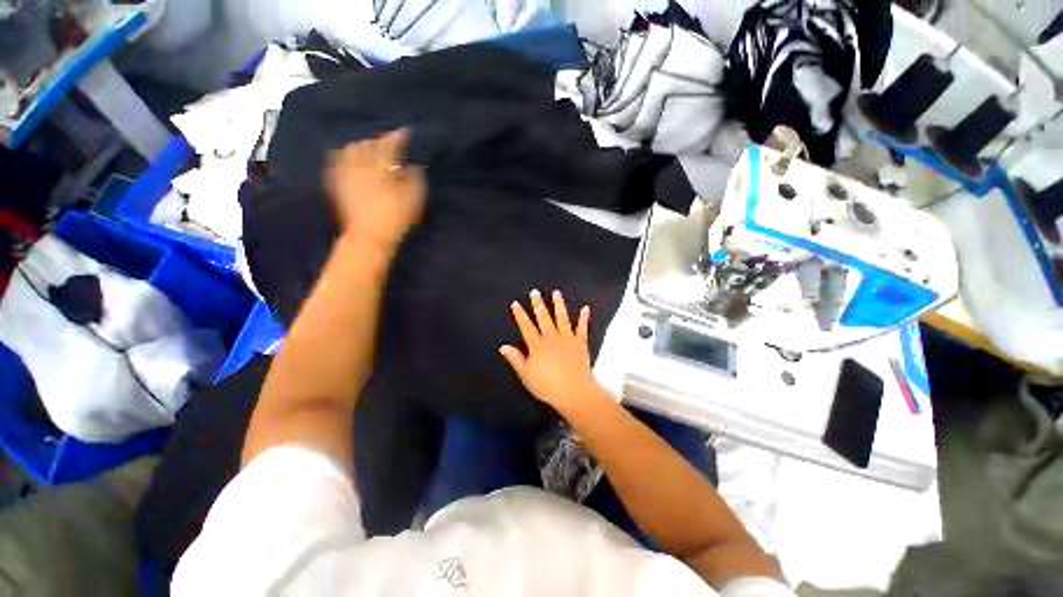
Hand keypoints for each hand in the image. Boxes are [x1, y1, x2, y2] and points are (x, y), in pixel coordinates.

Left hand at [326, 130, 425, 250]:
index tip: (406, 132)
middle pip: (369, 144)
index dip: (398, 137)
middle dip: (380, 141)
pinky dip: (344, 154)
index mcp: (381, 167)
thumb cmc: (396, 217)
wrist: (370, 235)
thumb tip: (412, 165)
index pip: (389, 145)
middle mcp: (361, 164)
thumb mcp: (414, 199)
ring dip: (362, 145)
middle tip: (389, 143)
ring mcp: (347, 173)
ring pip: (351, 149)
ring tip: (369, 148)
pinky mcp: (338, 183)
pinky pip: (337, 161)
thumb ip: (415, 178)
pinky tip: (348, 156)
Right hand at [500, 289, 609, 417]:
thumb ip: (515, 359)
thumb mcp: (526, 375)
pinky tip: (586, 308)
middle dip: (538, 304)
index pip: (526, 327)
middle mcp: (552, 338)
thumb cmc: (547, 386)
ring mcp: (567, 339)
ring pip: (562, 318)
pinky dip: (584, 318)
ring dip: (559, 305)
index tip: (516, 303)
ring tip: (556, 293)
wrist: (574, 391)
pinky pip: (582, 328)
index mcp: (538, 345)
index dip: (520, 315)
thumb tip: (503, 346)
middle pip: (543, 318)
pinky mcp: (580, 343)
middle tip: (535, 292)